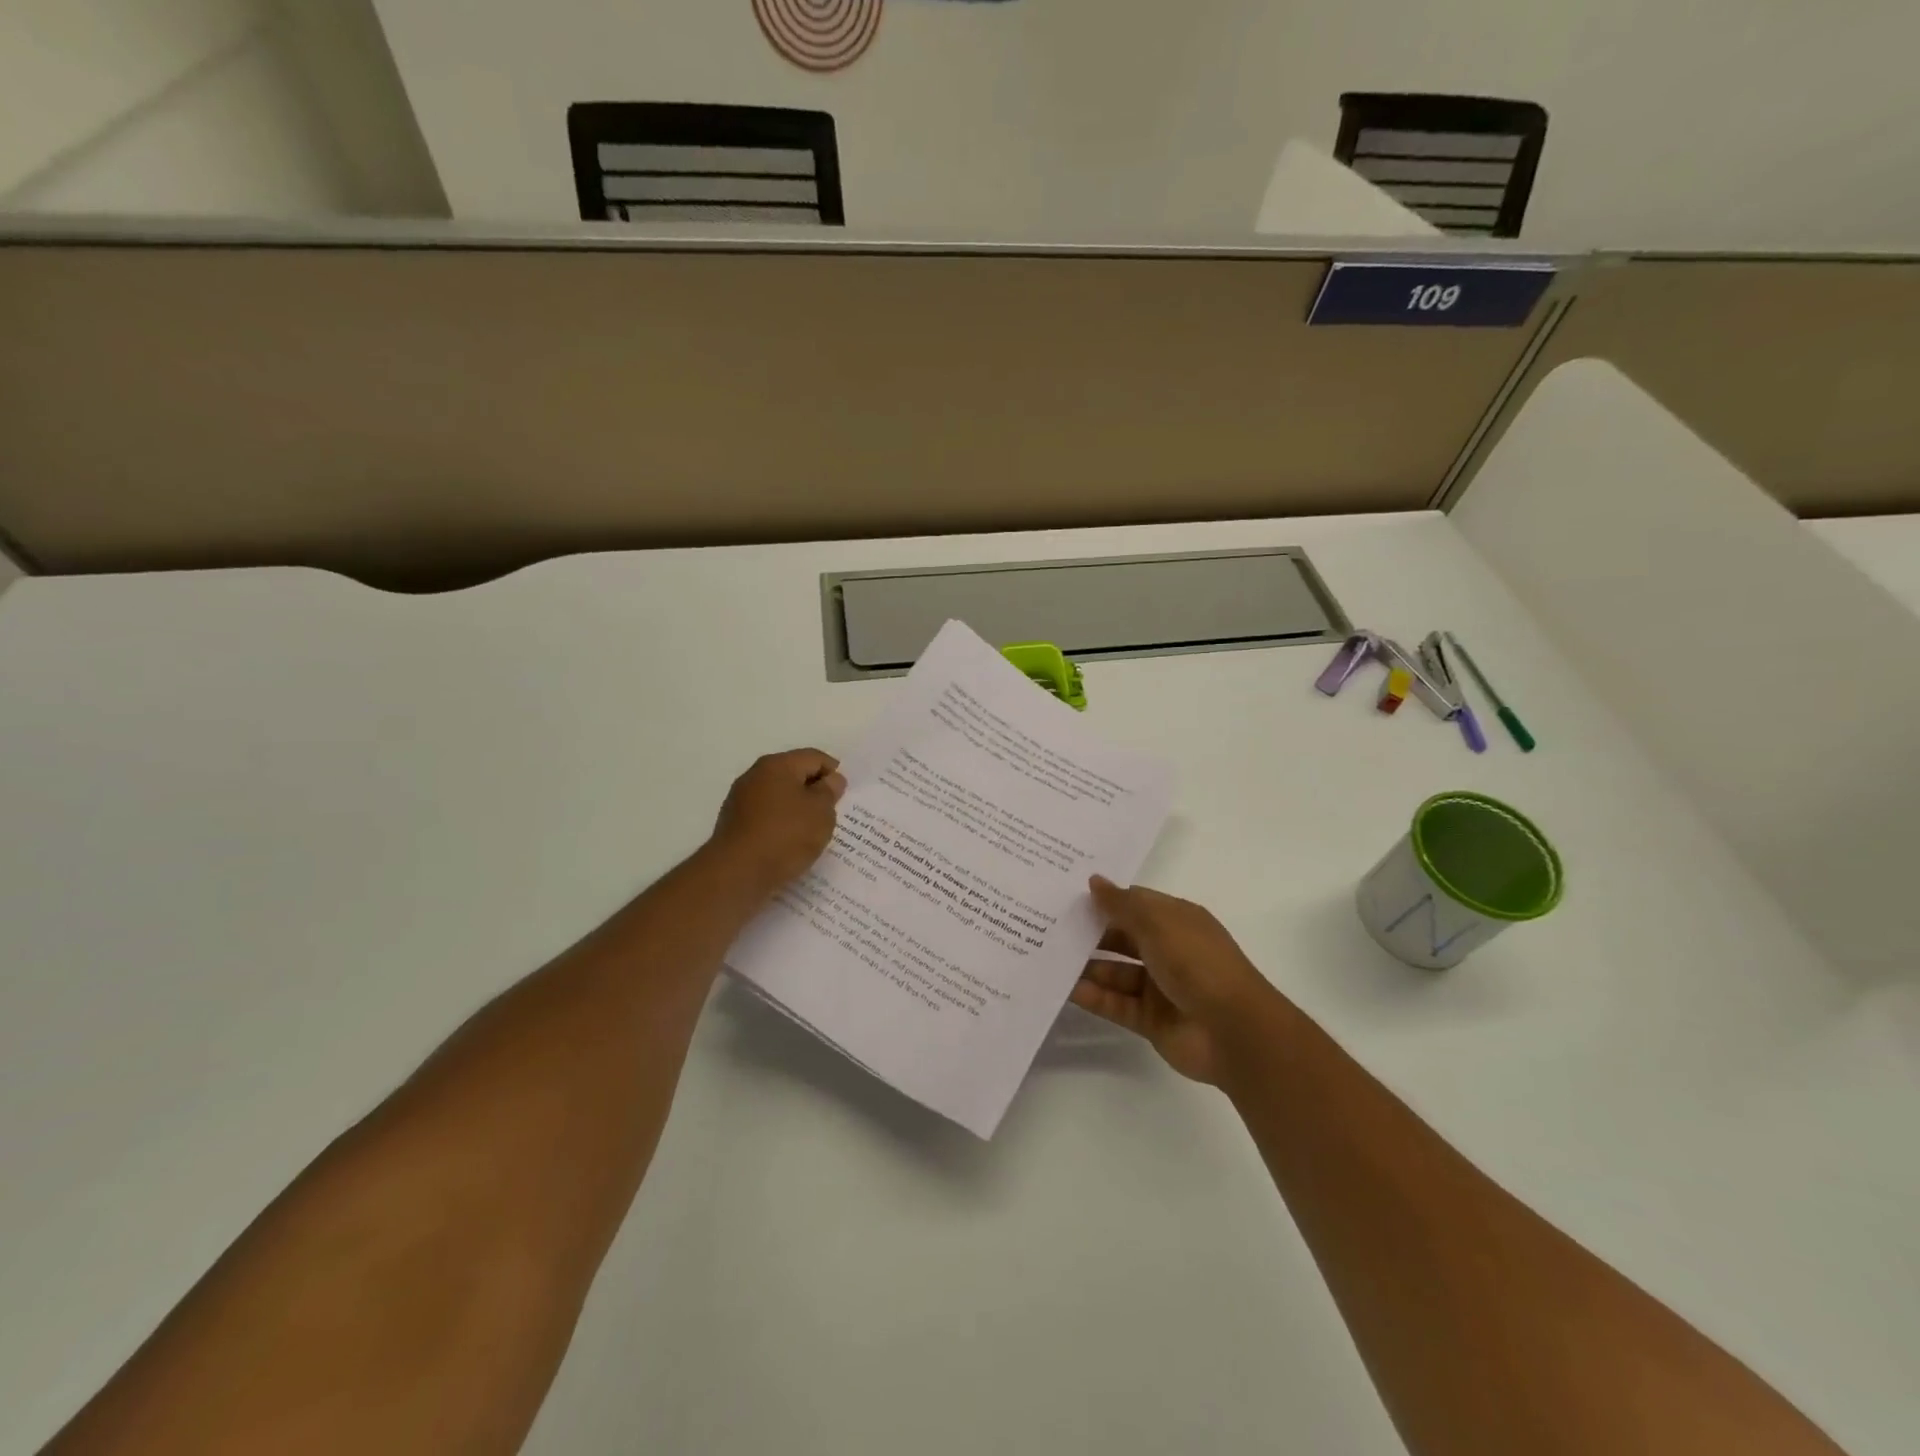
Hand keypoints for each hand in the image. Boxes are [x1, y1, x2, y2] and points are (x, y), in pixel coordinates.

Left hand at [709, 748, 846, 892]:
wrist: (737, 873)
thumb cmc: (786, 835)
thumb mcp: (821, 811)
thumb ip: (829, 791)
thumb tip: (830, 779)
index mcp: (777, 764)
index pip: (814, 757)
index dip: (834, 772)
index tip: (845, 795)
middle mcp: (755, 775)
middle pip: (793, 774)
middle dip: (814, 790)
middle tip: (832, 813)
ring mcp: (740, 800)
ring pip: (779, 797)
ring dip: (797, 809)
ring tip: (812, 831)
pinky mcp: (734, 824)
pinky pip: (766, 816)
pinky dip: (781, 824)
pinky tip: (790, 843)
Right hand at [1070, 876, 1285, 1084]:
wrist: (1233, 1031)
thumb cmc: (1197, 962)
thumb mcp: (1158, 923)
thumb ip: (1122, 904)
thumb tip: (1094, 881)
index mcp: (1177, 921)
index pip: (1135, 904)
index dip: (1105, 900)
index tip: (1068, 896)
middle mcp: (1168, 951)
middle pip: (1122, 938)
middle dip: (1091, 933)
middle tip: (1048, 926)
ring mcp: (1160, 987)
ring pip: (1115, 972)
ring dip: (1087, 967)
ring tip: (1049, 958)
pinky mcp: (1151, 1020)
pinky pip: (1116, 1004)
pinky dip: (1093, 997)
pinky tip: (1065, 989)